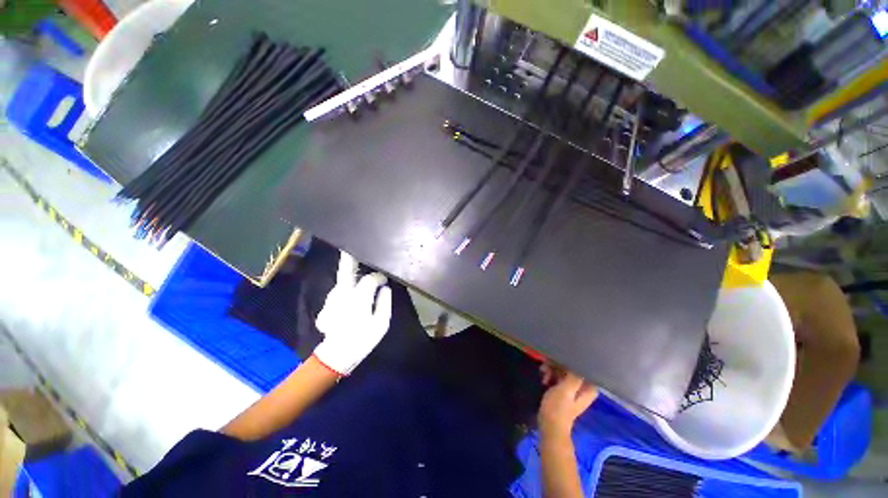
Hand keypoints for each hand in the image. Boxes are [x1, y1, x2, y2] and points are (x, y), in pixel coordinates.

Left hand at [313, 251, 391, 375]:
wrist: (336, 356)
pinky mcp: (326, 305)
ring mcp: (331, 299)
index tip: (384, 280)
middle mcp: (342, 294)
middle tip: (354, 247)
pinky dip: (345, 288)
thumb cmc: (362, 339)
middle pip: (346, 270)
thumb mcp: (381, 323)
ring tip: (358, 270)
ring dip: (350, 274)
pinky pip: (339, 291)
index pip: (369, 279)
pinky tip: (351, 293)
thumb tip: (384, 288)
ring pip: (342, 281)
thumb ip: (384, 302)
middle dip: (350, 257)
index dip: (378, 277)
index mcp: (358, 297)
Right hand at [538, 365, 597, 437]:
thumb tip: (578, 361)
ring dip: (552, 369)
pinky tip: (544, 378)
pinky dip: (551, 375)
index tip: (558, 358)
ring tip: (543, 373)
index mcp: (588, 387)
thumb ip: (573, 376)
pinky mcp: (564, 391)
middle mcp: (583, 387)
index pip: (581, 366)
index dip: (569, 360)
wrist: (549, 426)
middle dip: (558, 365)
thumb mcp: (566, 390)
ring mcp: (573, 389)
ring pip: (563, 371)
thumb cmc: (558, 408)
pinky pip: (558, 377)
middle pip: (571, 367)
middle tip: (546, 366)